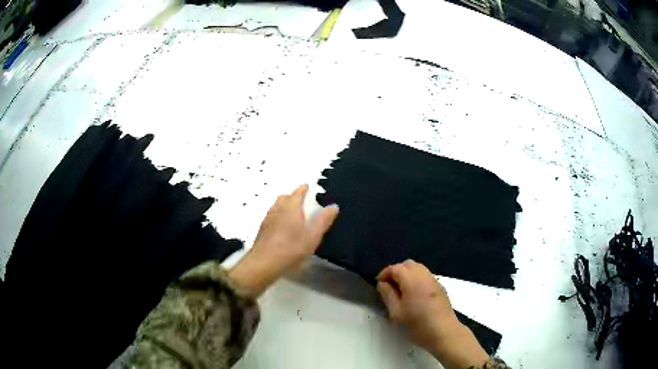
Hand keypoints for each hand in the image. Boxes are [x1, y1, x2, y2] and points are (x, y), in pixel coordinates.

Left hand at [229, 184, 338, 295]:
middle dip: (293, 196)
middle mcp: (278, 209)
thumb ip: (323, 220)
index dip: (304, 189)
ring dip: (284, 205)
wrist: (265, 262)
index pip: (298, 192)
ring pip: (277, 206)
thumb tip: (334, 206)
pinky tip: (282, 227)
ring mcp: (268, 219)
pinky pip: (272, 216)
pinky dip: (279, 216)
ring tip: (292, 213)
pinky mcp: (263, 229)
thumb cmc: (291, 247)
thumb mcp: (313, 235)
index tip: (308, 187)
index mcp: (291, 207)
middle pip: (285, 197)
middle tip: (301, 200)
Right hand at [377, 260, 489, 368]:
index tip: (379, 285)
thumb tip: (383, 283)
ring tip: (401, 290)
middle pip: (408, 264)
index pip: (395, 268)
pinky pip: (426, 275)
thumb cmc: (417, 324)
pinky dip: (417, 278)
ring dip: (407, 274)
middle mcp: (424, 275)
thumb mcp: (396, 313)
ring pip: (418, 268)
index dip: (385, 273)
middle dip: (397, 271)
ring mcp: (434, 280)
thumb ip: (388, 295)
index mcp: (412, 280)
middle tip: (389, 286)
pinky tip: (414, 294)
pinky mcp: (440, 287)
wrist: (444, 332)